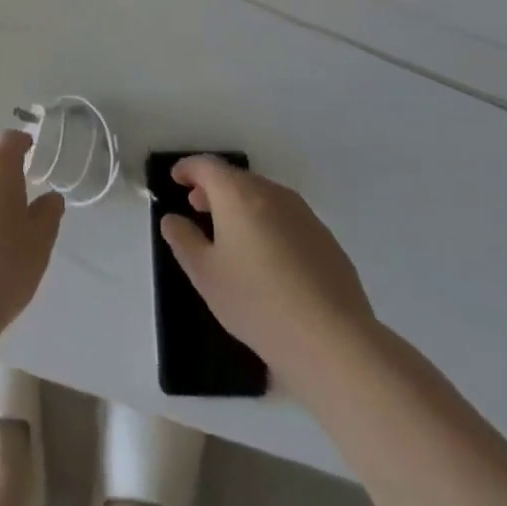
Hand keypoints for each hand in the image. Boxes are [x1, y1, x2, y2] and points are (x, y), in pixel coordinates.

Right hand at [160, 157, 373, 364]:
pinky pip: (286, 219)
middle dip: (214, 189)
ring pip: (264, 197)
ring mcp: (304, 215)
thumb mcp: (205, 274)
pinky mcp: (326, 240)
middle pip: (237, 178)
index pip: (207, 166)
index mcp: (239, 194)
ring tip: (230, 235)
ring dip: (242, 206)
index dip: (188, 169)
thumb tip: (173, 219)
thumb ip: (183, 240)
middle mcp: (273, 193)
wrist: (333, 340)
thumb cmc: (257, 302)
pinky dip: (268, 224)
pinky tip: (267, 260)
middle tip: (197, 208)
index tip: (176, 179)